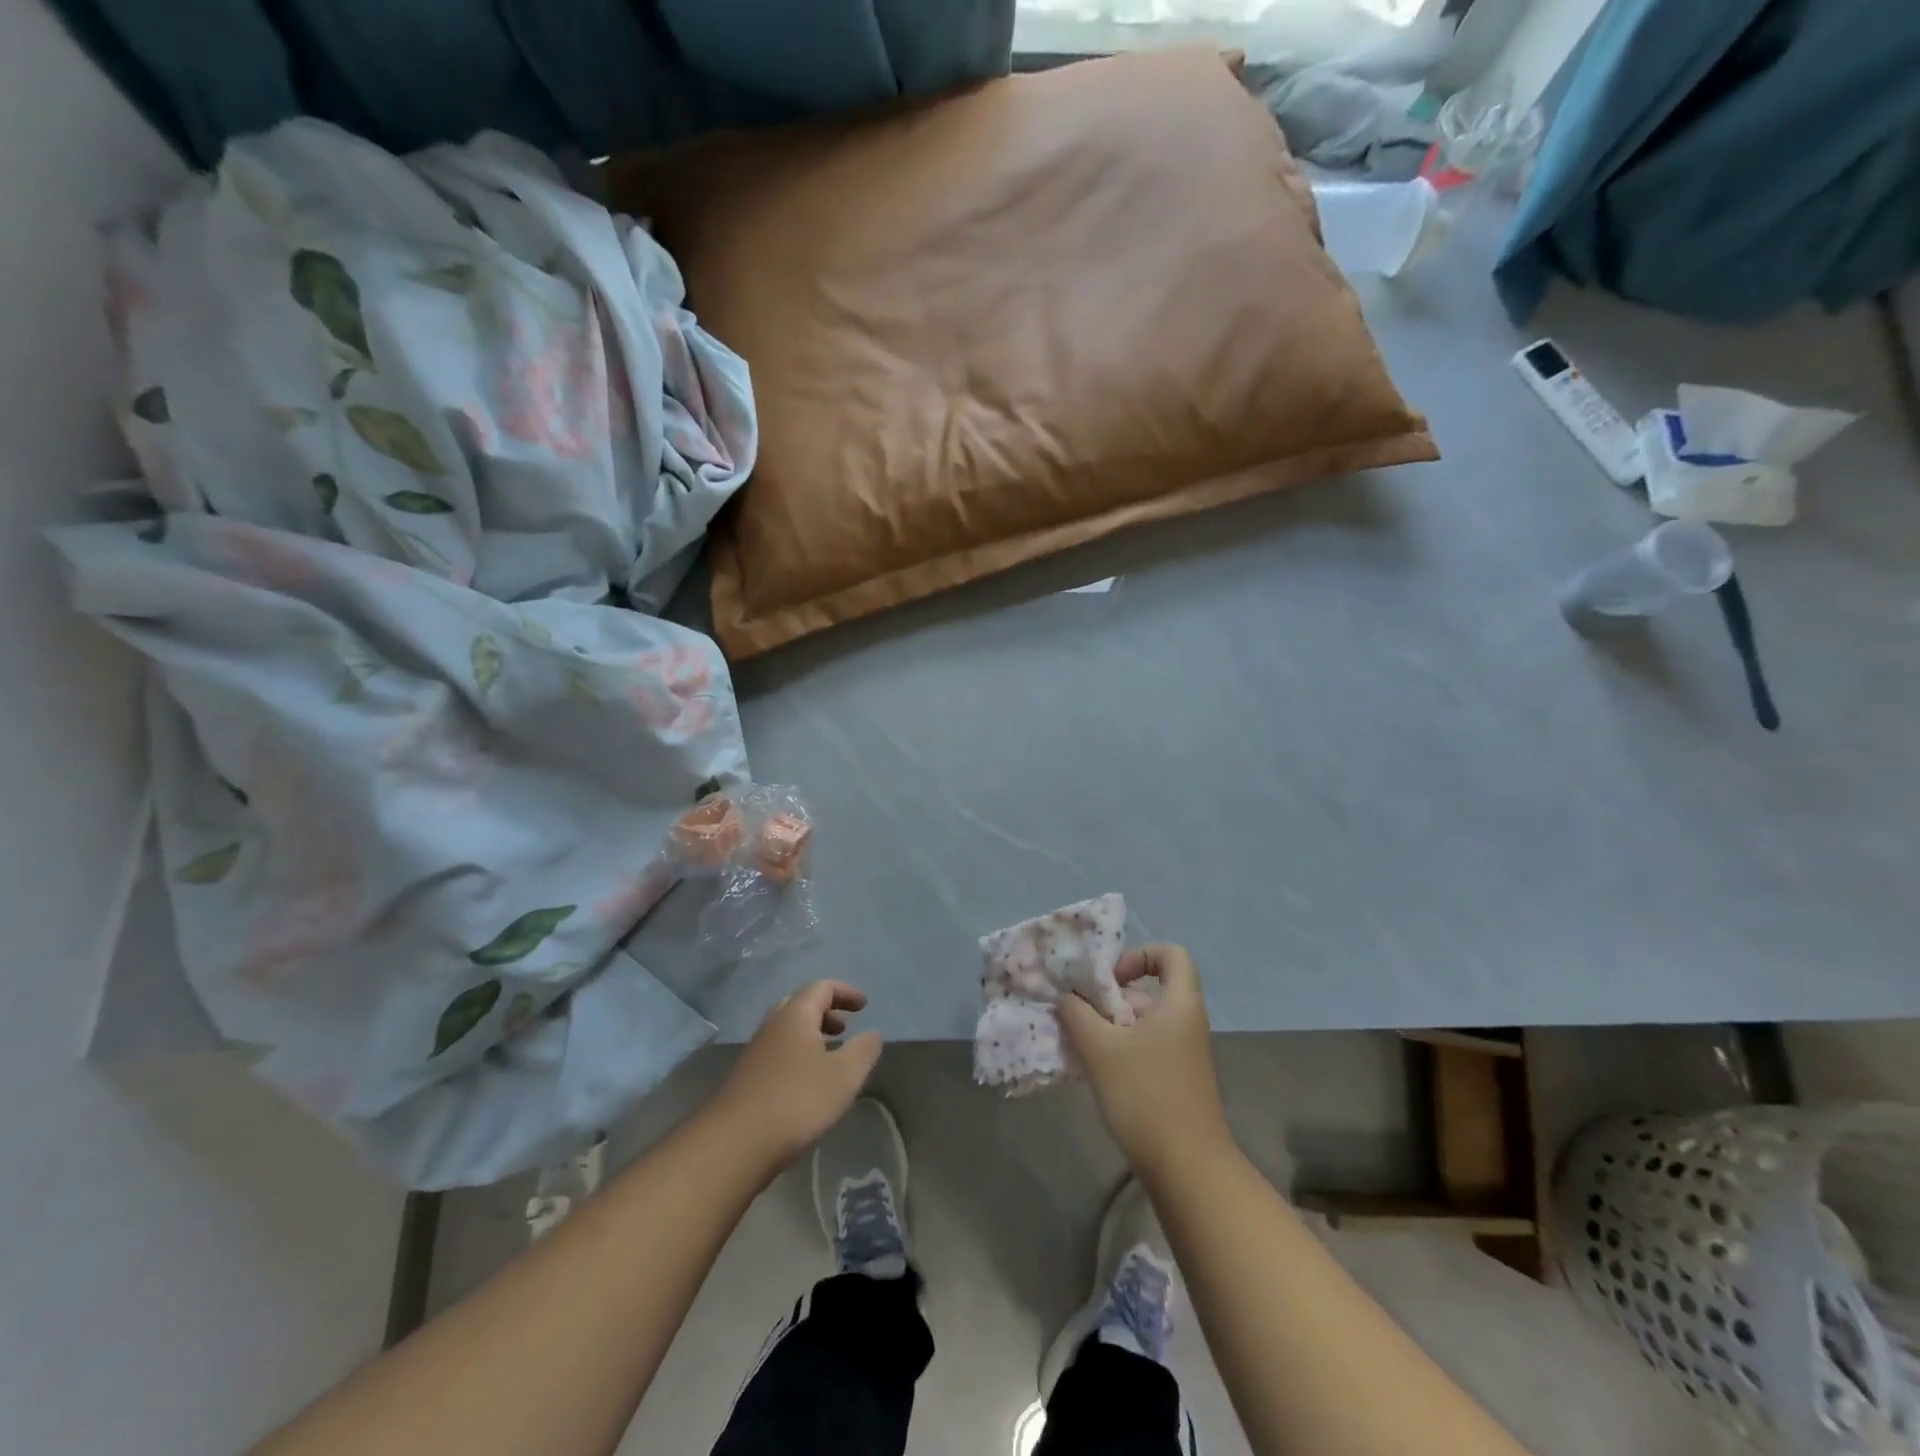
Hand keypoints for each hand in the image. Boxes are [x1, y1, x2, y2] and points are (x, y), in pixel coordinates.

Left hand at [708, 981, 882, 1175]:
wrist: (734, 1145)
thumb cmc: (796, 1101)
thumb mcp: (844, 1075)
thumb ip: (864, 1049)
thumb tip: (873, 1033)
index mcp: (795, 1015)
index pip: (822, 988)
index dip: (846, 992)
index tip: (864, 1006)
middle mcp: (772, 1026)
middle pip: (800, 1005)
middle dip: (826, 1012)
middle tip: (845, 1028)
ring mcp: (755, 1052)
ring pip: (787, 1030)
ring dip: (811, 1035)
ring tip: (830, 1056)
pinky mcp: (746, 1079)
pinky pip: (778, 1052)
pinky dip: (798, 1054)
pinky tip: (807, 1083)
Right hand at [1057, 944, 1233, 1178]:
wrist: (1188, 1168)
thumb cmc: (1146, 1095)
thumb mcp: (1100, 1049)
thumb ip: (1077, 1013)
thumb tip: (1066, 996)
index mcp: (1180, 1004)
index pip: (1171, 954)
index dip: (1139, 955)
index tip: (1110, 979)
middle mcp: (1187, 1022)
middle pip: (1151, 990)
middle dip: (1112, 997)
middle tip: (1081, 1013)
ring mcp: (1185, 1053)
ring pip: (1144, 1022)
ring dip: (1111, 1026)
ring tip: (1080, 1043)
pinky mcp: (1178, 1080)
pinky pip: (1147, 1048)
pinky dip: (1121, 1050)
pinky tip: (1095, 1071)